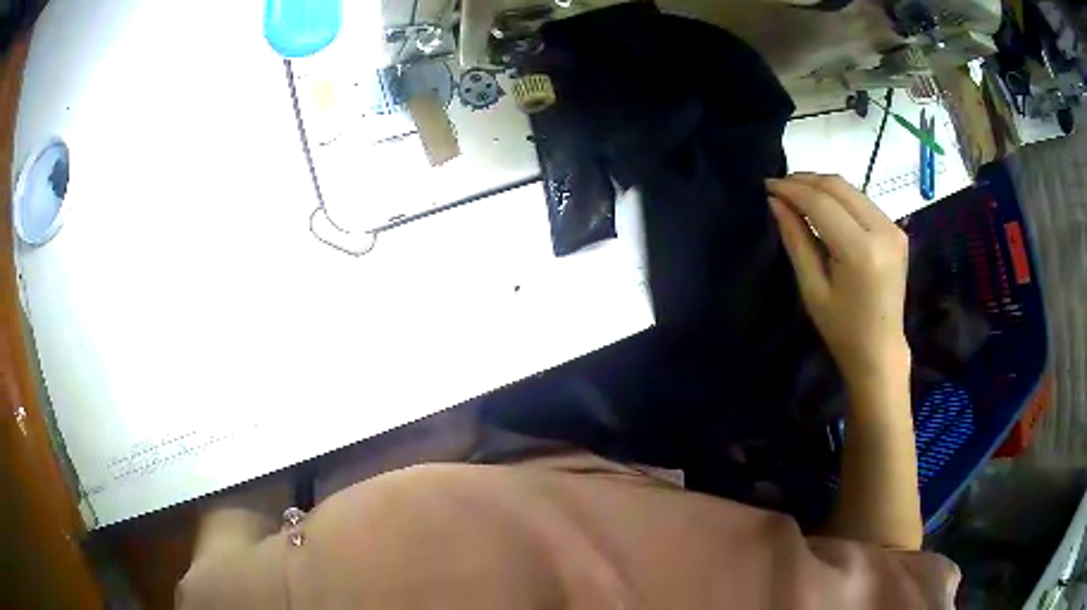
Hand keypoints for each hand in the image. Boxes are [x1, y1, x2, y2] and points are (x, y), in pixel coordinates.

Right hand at [767, 173, 910, 386]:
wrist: (880, 349)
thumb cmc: (842, 329)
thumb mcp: (813, 288)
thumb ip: (796, 240)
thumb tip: (775, 202)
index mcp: (861, 251)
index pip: (822, 204)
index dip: (792, 190)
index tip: (767, 185)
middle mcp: (882, 231)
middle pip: (838, 187)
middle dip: (805, 180)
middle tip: (779, 186)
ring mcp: (893, 228)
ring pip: (851, 189)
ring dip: (821, 186)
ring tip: (796, 194)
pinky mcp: (896, 230)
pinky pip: (862, 201)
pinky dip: (838, 197)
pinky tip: (822, 206)